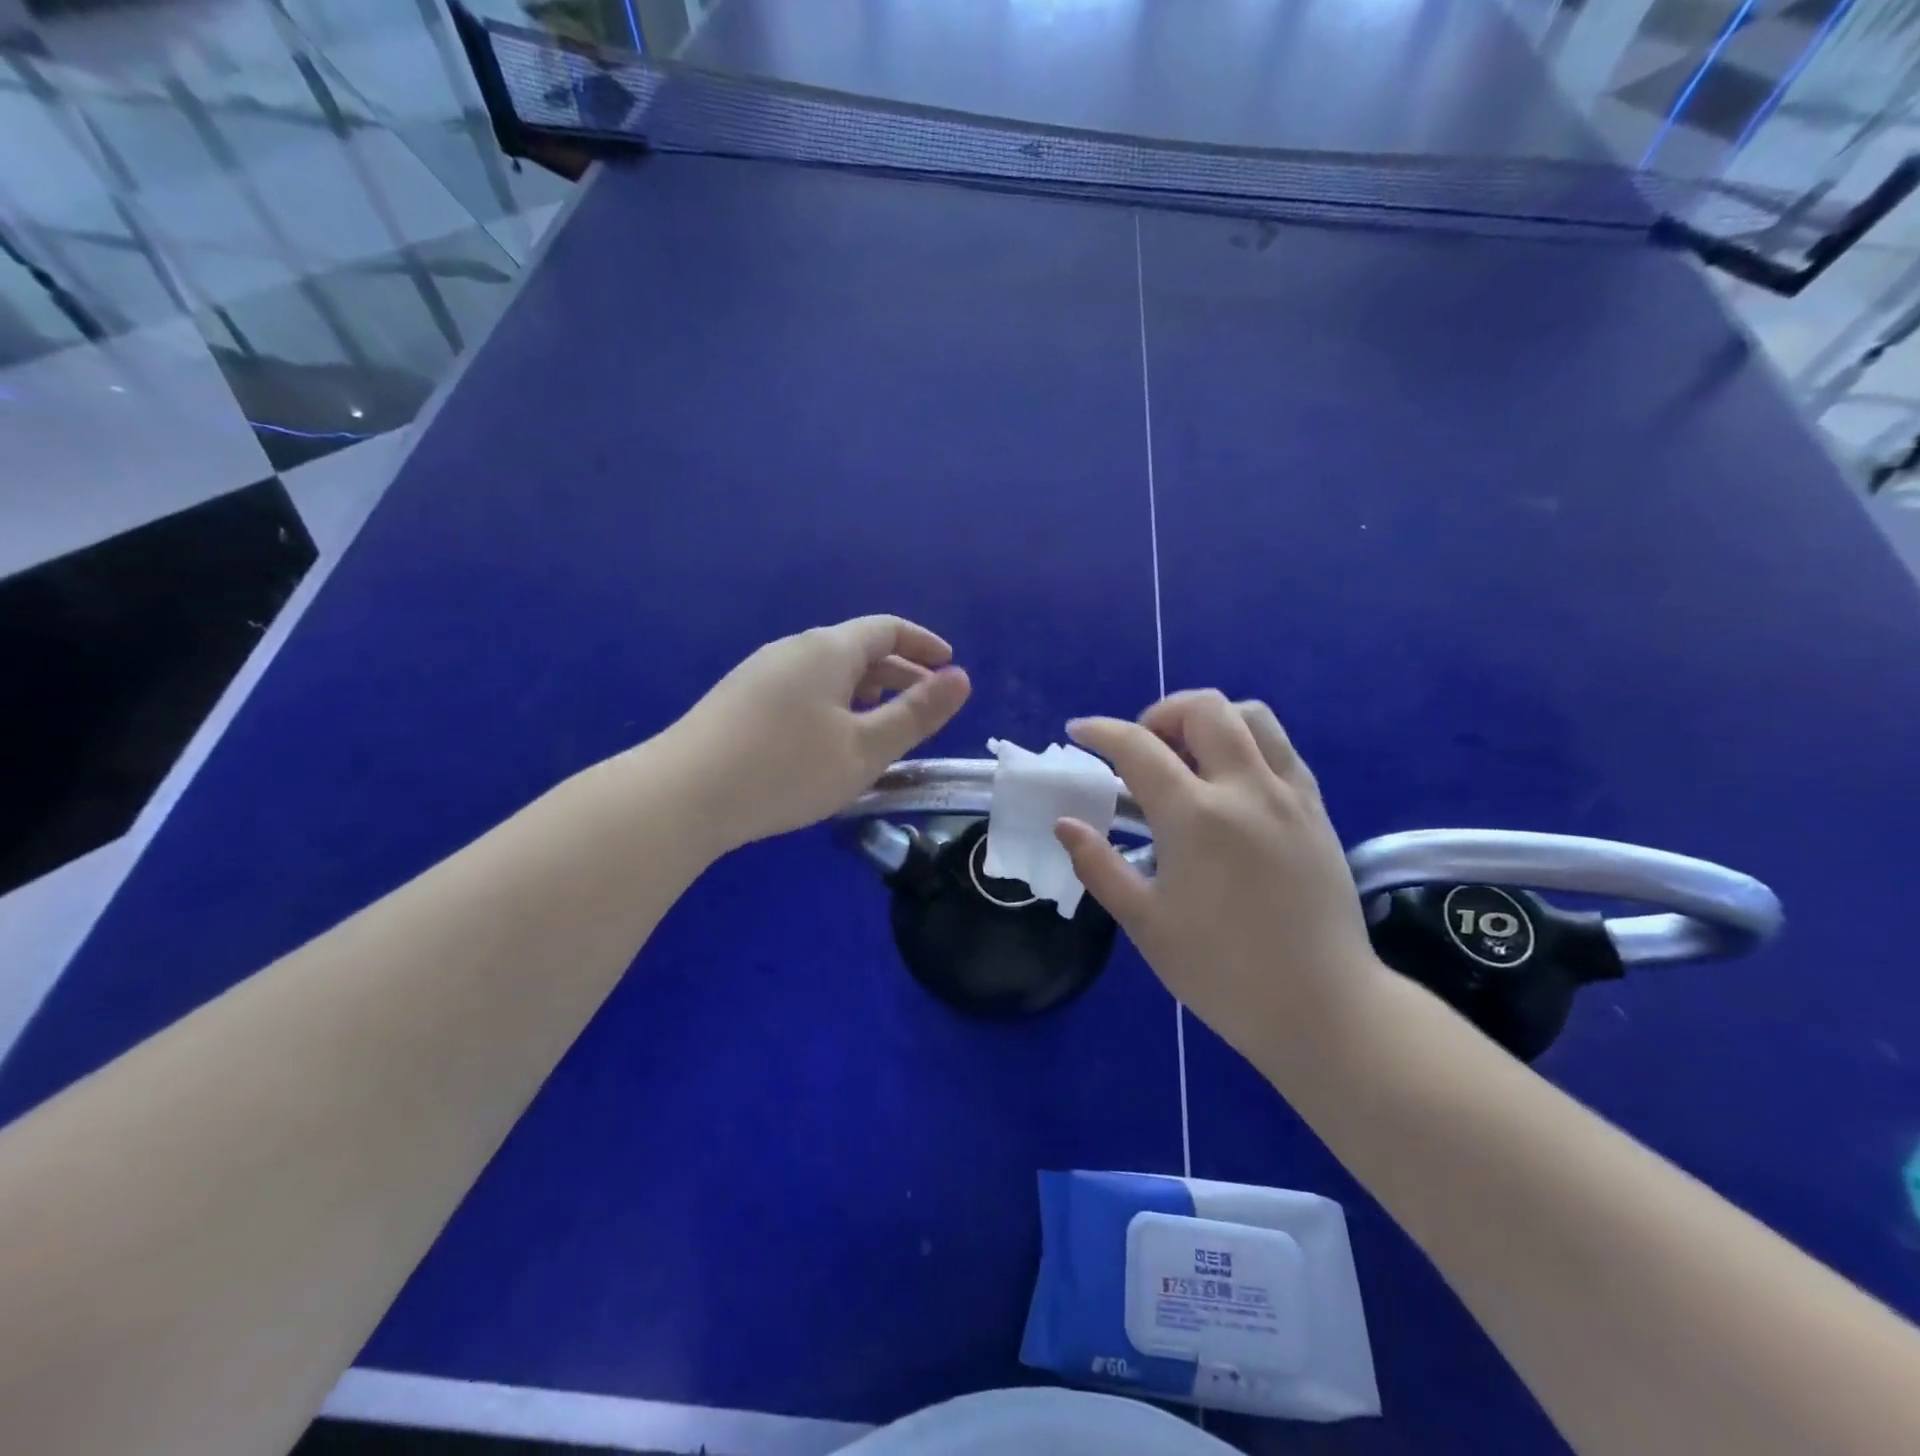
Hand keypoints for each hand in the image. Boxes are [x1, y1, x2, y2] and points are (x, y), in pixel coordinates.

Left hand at [666, 616, 970, 851]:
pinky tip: (830, 743)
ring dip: (865, 694)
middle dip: (898, 674)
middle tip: (925, 708)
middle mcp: (794, 649)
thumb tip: (960, 678)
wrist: (683, 795)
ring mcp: (761, 673)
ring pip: (828, 673)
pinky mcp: (740, 700)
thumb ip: (917, 713)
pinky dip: (834, 706)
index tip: (949, 667)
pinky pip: (803, 690)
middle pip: (858, 650)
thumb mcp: (866, 747)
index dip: (924, 645)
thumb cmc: (787, 768)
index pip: (888, 629)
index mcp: (829, 649)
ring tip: (883, 730)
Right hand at [1056, 691, 1384, 1069]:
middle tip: (1141, 747)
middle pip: (1204, 709)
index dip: (1101, 732)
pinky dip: (1248, 743)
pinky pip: (1282, 749)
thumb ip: (1099, 865)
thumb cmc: (1221, 971)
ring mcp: (1288, 795)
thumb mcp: (1145, 923)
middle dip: (1160, 713)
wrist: (1321, 1006)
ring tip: (1188, 755)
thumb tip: (1066, 824)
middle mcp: (1245, 788)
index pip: (1138, 747)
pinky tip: (1231, 782)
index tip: (1079, 732)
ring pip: (1252, 716)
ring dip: (1210, 719)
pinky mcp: (1317, 810)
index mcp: (1195, 816)